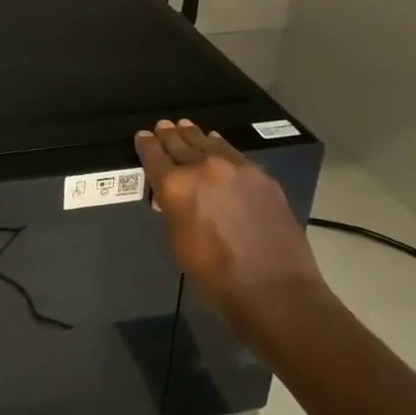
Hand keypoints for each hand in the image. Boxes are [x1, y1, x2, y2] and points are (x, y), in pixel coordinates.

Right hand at [134, 119, 330, 347]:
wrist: (274, 288)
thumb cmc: (215, 274)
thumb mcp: (178, 242)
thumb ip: (172, 211)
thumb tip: (171, 197)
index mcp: (176, 186)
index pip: (154, 156)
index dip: (146, 145)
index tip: (142, 136)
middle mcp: (204, 168)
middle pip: (181, 143)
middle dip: (169, 135)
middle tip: (162, 126)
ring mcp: (237, 169)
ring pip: (209, 143)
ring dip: (194, 136)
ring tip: (185, 127)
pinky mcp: (261, 177)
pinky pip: (234, 154)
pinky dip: (220, 147)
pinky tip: (217, 145)